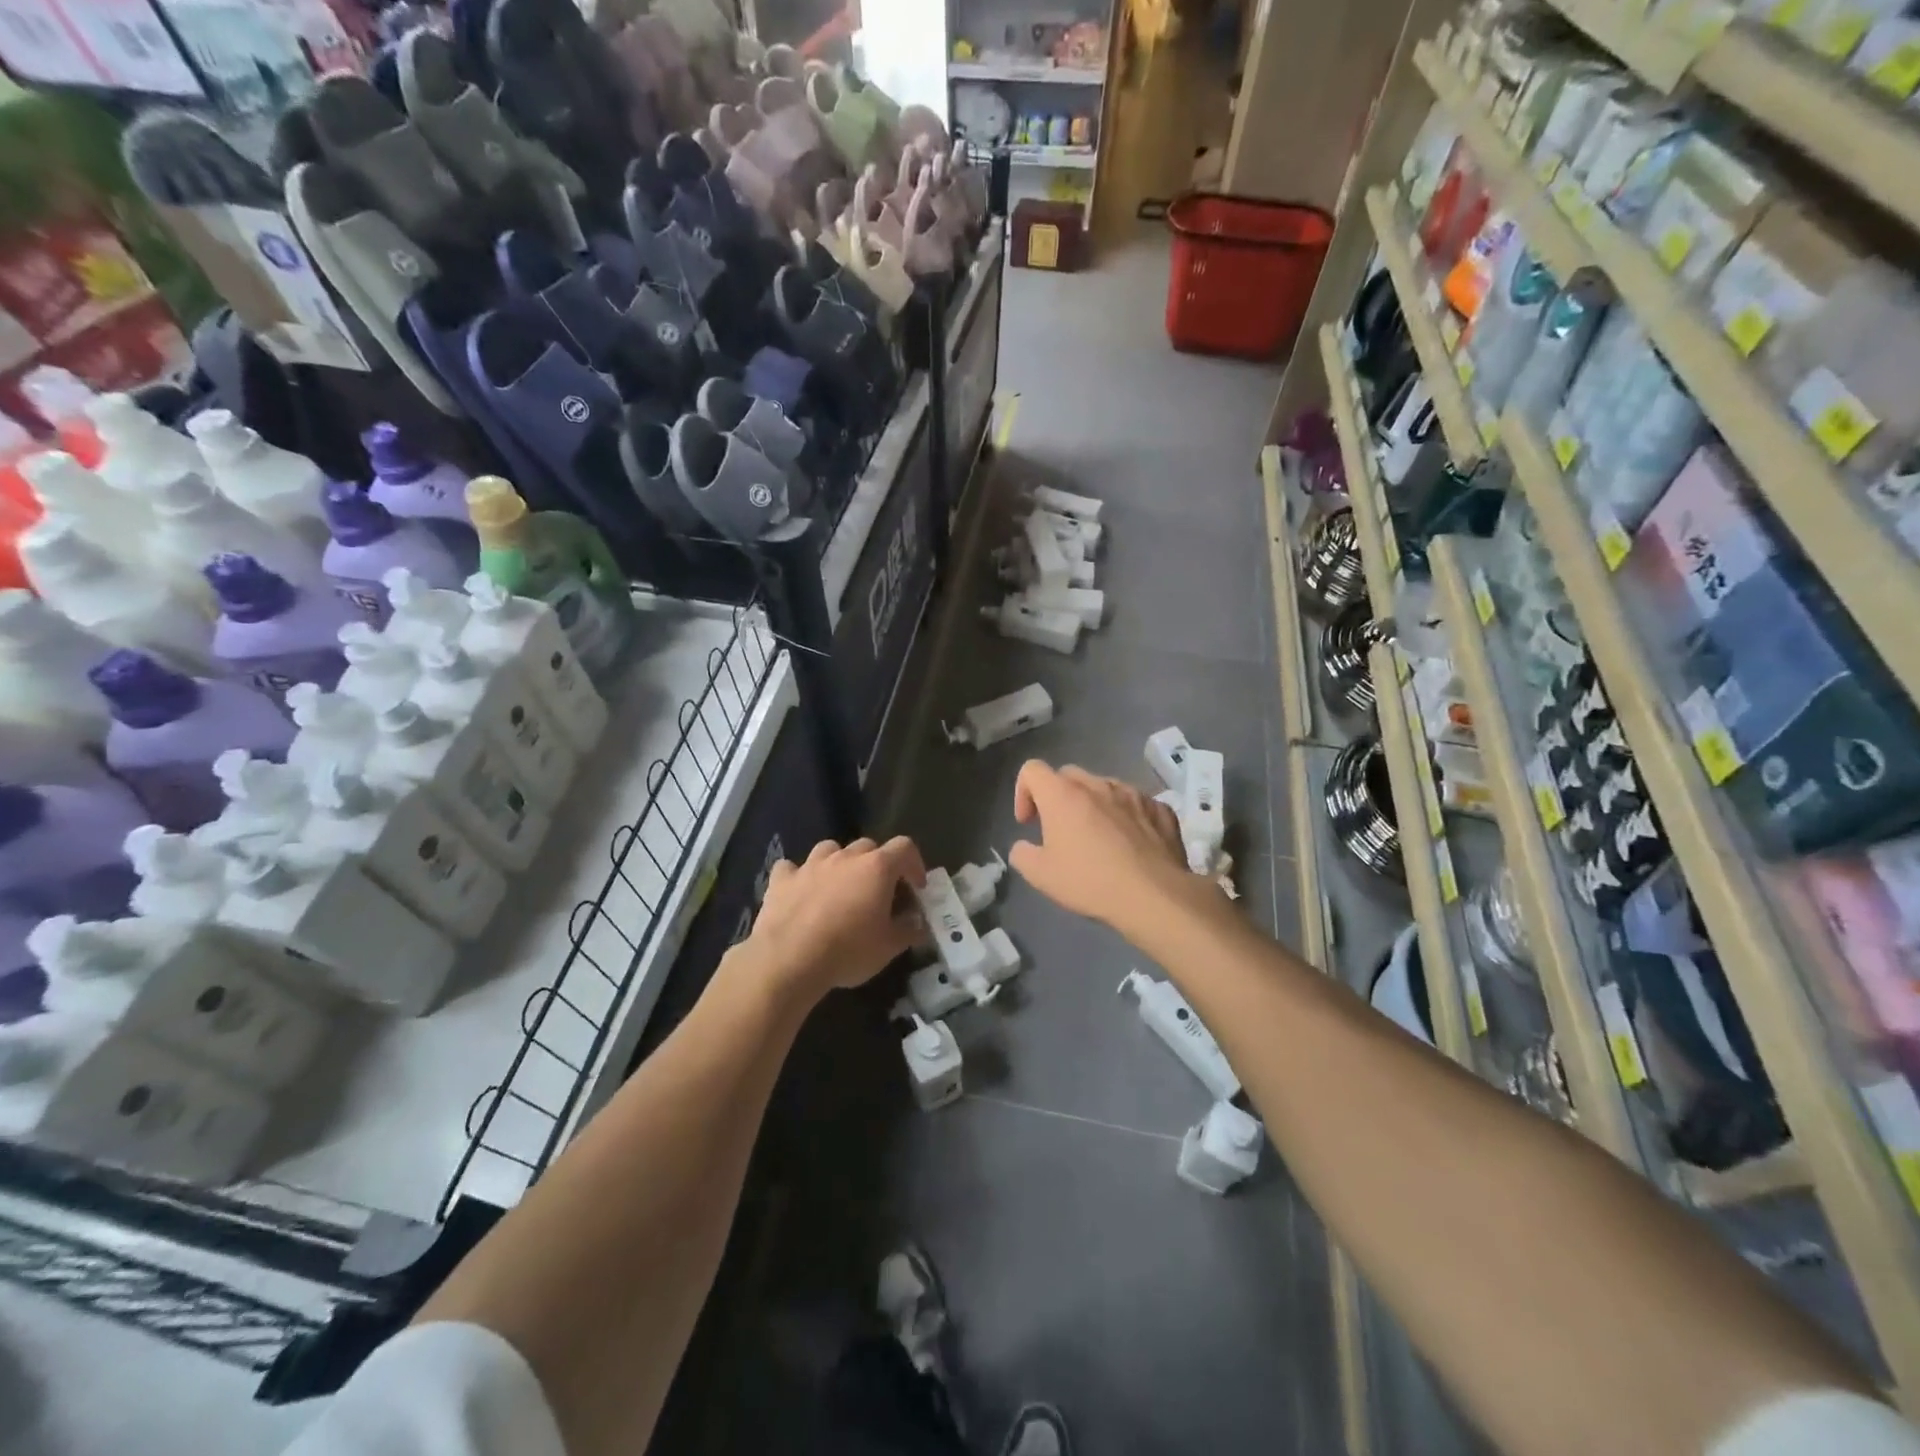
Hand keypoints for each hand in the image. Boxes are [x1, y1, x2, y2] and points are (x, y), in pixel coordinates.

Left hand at [743, 837, 927, 999]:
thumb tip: (916, 921)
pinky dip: (799, 876)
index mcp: (877, 868)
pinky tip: (800, 892)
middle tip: (878, 892)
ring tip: (840, 887)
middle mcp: (845, 857)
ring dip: (839, 863)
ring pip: (830, 849)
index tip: (916, 888)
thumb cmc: (848, 951)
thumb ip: (909, 929)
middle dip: (877, 865)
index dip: (914, 864)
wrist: (789, 960)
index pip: (905, 847)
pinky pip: (792, 868)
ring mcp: (810, 864)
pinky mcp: (782, 879)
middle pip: (868, 846)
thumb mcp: (889, 947)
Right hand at [1009, 761, 1208, 936]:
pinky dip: (1127, 817)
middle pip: (1069, 775)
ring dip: (1095, 805)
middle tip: (1060, 830)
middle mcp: (1098, 784)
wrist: (1154, 895)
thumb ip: (1022, 854)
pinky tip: (1132, 845)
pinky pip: (1136, 804)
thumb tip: (1024, 847)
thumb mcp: (1040, 876)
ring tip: (1100, 838)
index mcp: (1063, 794)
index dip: (1023, 792)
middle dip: (1059, 797)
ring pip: (1105, 787)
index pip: (1032, 770)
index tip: (1028, 823)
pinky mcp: (1160, 808)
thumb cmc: (1090, 881)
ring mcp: (1133, 793)